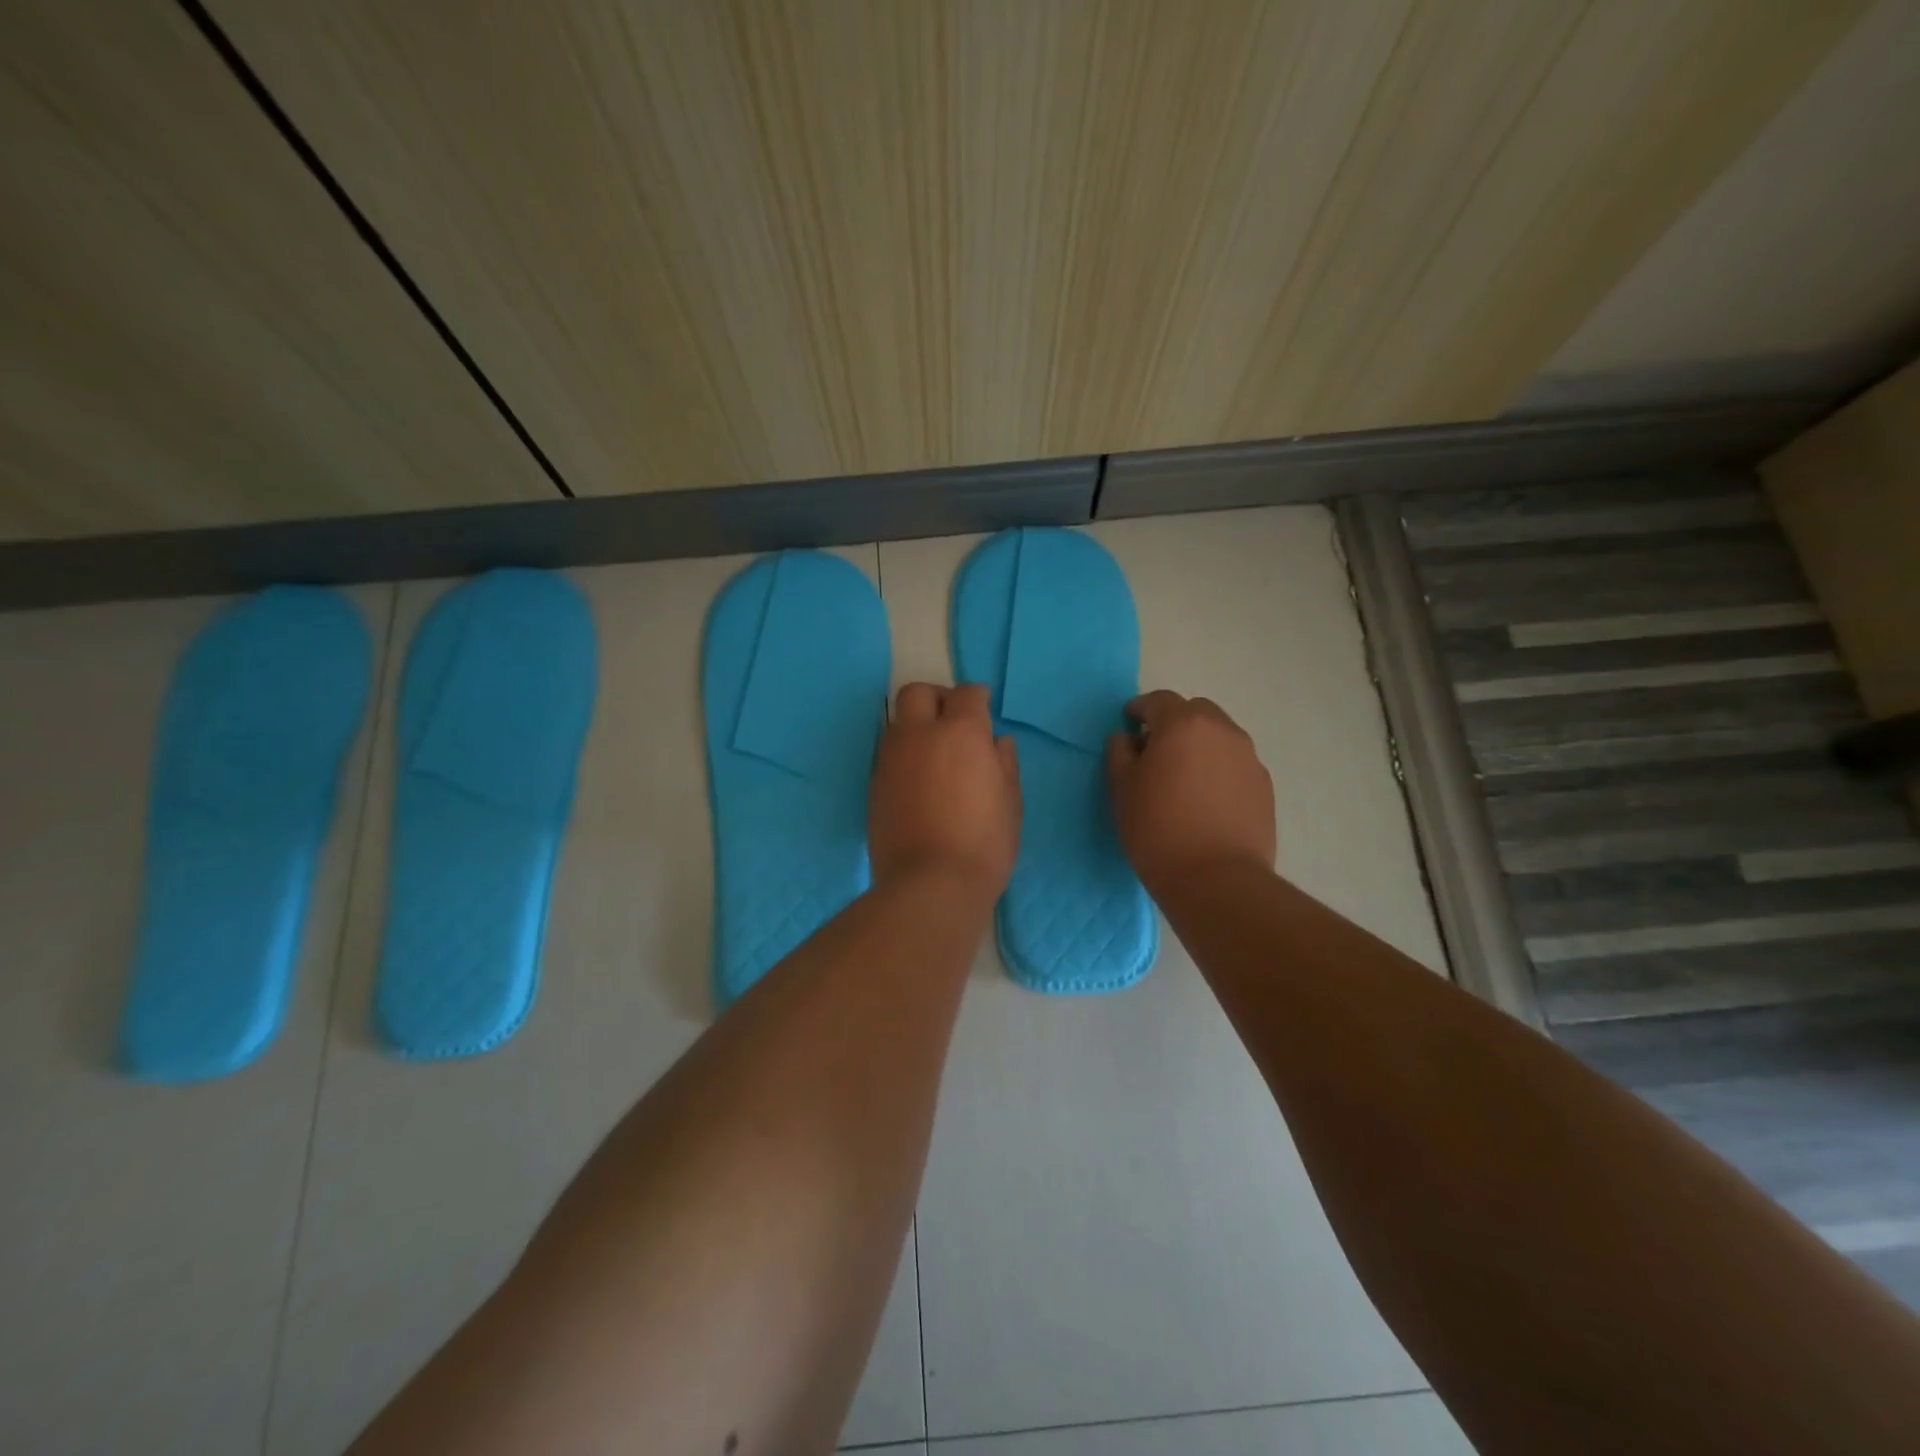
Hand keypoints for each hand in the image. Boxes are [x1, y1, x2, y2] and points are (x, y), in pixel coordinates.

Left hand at [869, 683, 1020, 900]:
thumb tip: (997, 741)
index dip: (977, 699)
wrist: (929, 884)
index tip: (983, 710)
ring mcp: (890, 758)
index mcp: (960, 732)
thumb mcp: (1010, 803)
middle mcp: (919, 735)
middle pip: (918, 693)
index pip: (966, 694)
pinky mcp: (874, 783)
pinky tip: (919, 781)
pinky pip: (888, 754)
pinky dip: (904, 756)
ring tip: (935, 755)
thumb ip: (1004, 763)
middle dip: (937, 698)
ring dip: (916, 726)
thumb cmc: (984, 843)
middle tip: (953, 721)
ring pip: (898, 722)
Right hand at [1105, 690, 1275, 892]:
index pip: (1158, 701)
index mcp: (1183, 724)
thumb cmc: (1157, 829)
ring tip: (1183, 777)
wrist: (1216, 879)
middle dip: (1174, 722)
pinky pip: (1234, 763)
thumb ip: (1120, 752)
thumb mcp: (1121, 788)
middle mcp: (1222, 731)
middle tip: (1156, 750)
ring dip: (1199, 745)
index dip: (1140, 709)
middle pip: (1195, 711)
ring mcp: (1249, 758)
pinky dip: (1218, 769)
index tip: (1129, 724)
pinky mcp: (1264, 786)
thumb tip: (1127, 738)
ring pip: (1219, 736)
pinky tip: (1205, 799)